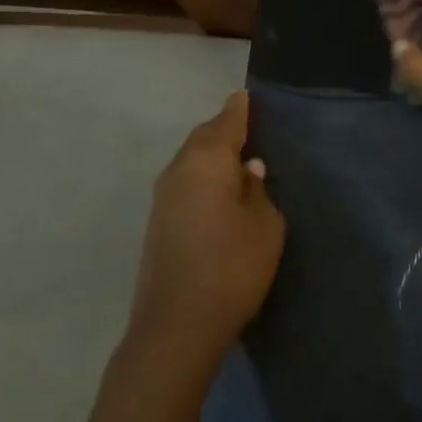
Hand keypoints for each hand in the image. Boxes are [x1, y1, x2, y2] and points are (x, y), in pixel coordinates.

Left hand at [129, 91, 285, 366]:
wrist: (176, 325)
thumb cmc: (232, 267)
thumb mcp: (265, 226)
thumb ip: (258, 191)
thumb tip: (247, 170)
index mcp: (207, 160)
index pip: (226, 122)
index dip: (239, 109)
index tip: (245, 95)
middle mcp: (178, 169)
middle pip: (203, 138)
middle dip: (223, 130)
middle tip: (246, 127)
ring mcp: (162, 196)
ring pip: (190, 161)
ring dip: (210, 155)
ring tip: (235, 159)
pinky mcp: (157, 222)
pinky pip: (184, 182)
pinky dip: (201, 177)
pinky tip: (216, 191)